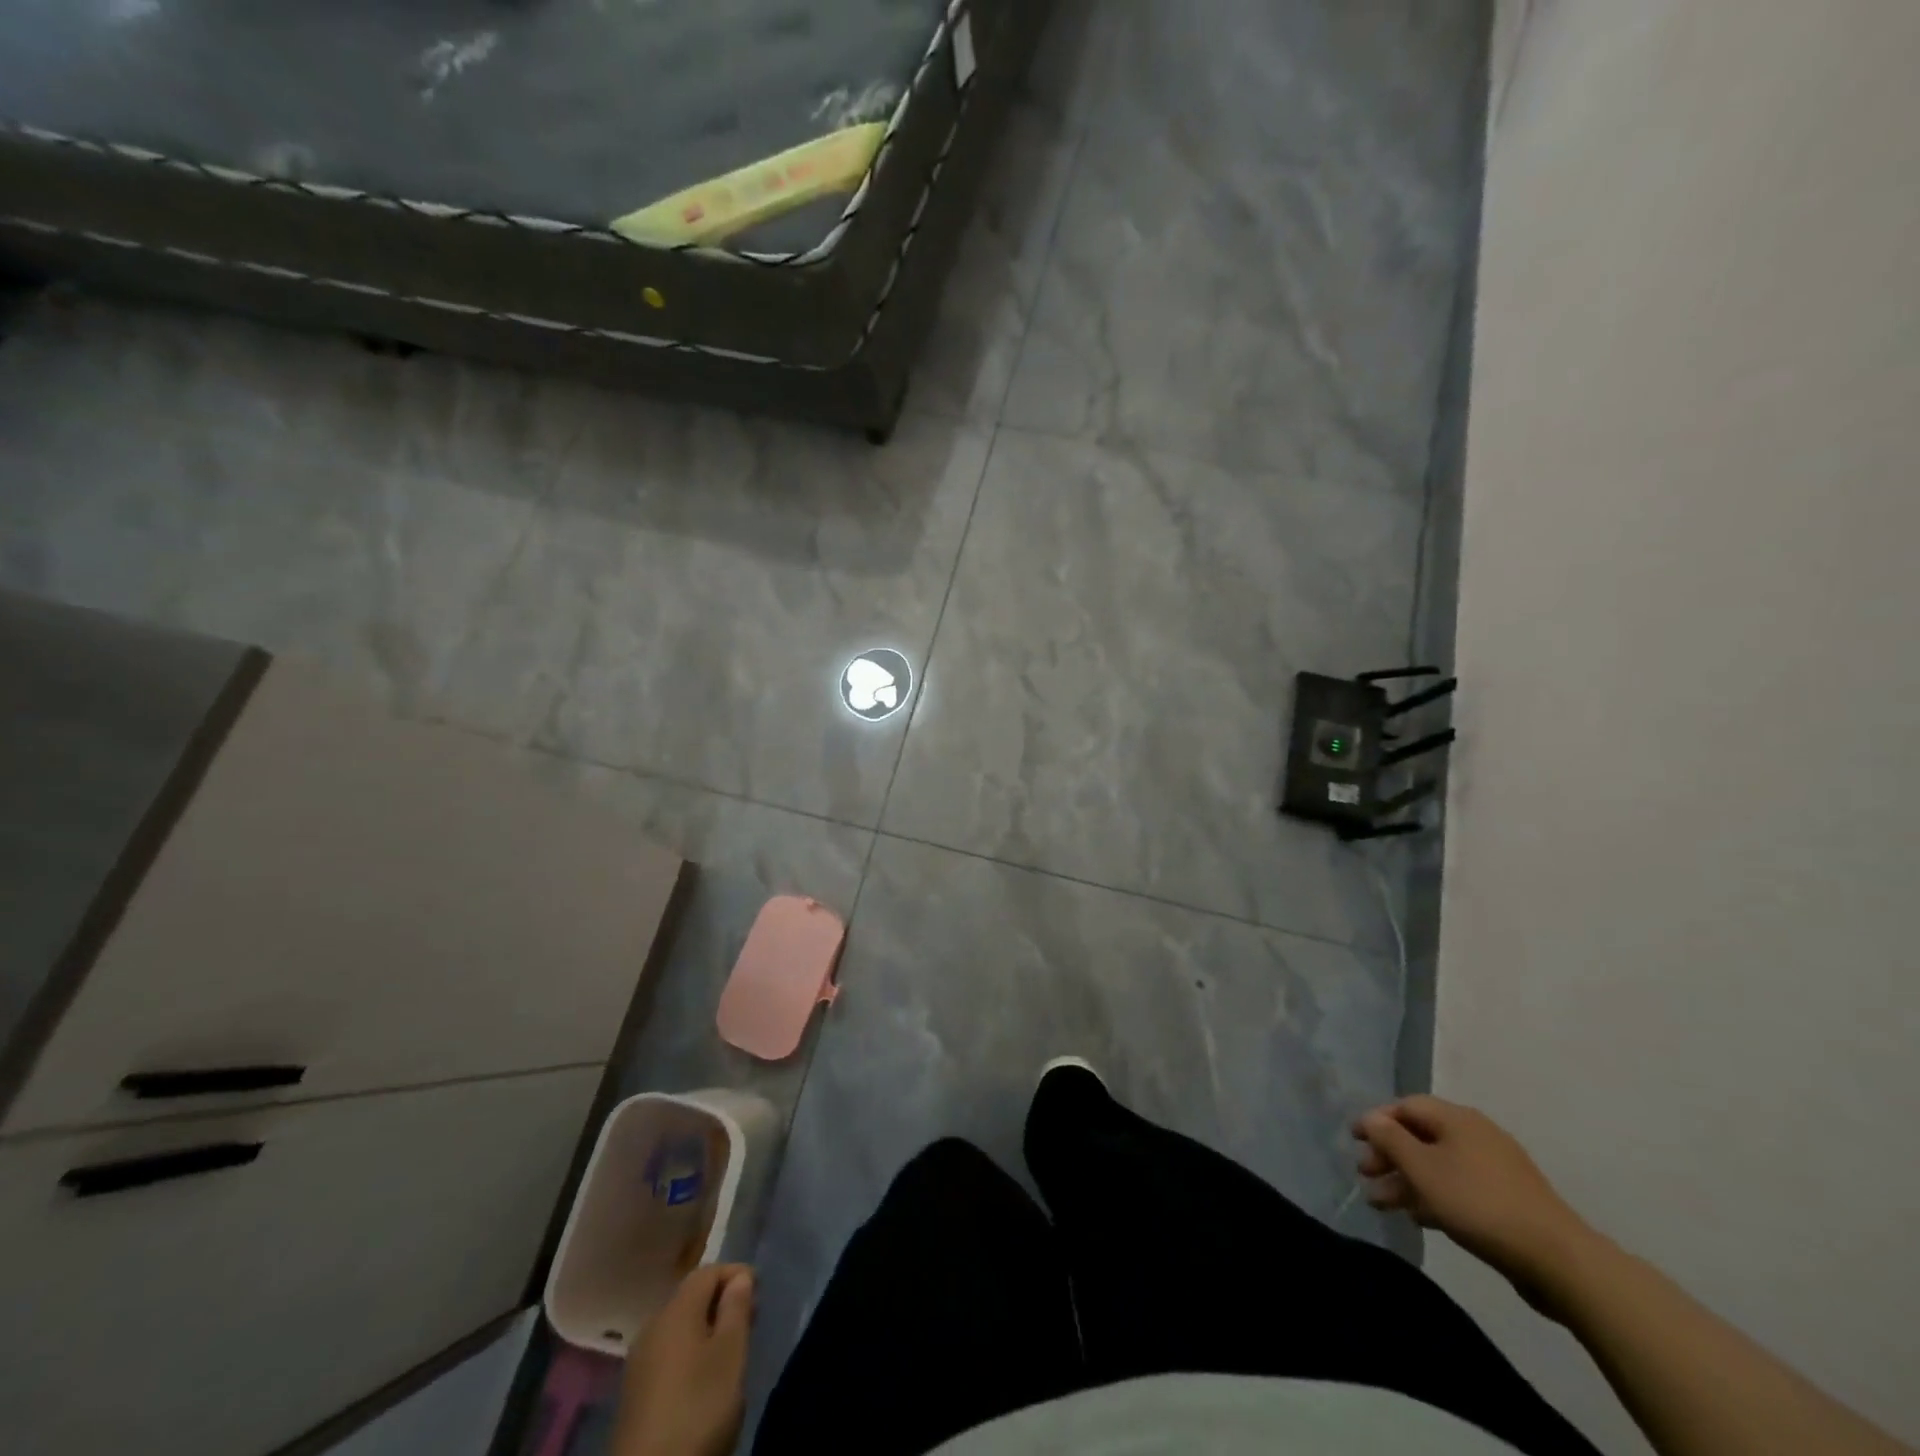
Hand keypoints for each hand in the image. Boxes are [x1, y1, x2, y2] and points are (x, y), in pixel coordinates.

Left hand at [612, 1263, 754, 1455]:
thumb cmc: (697, 1408)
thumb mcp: (730, 1355)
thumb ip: (736, 1309)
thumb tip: (739, 1277)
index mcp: (675, 1311)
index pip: (707, 1272)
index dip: (735, 1273)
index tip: (760, 1290)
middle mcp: (652, 1326)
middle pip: (691, 1297)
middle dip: (722, 1301)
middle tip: (751, 1319)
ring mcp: (639, 1361)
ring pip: (679, 1326)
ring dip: (707, 1328)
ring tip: (732, 1348)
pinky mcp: (635, 1393)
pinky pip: (668, 1353)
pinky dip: (691, 1351)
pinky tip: (704, 1377)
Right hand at [1353, 1096, 1598, 1315]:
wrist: (1558, 1260)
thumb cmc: (1478, 1203)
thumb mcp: (1423, 1169)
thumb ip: (1390, 1139)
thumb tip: (1371, 1118)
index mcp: (1457, 1119)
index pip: (1406, 1106)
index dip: (1376, 1120)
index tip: (1354, 1140)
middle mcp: (1476, 1135)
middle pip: (1421, 1136)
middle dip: (1389, 1155)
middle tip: (1365, 1176)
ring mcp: (1495, 1168)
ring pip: (1438, 1165)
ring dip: (1407, 1180)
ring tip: (1383, 1204)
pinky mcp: (1508, 1200)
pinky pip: (1459, 1187)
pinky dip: (1434, 1196)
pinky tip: (1420, 1217)